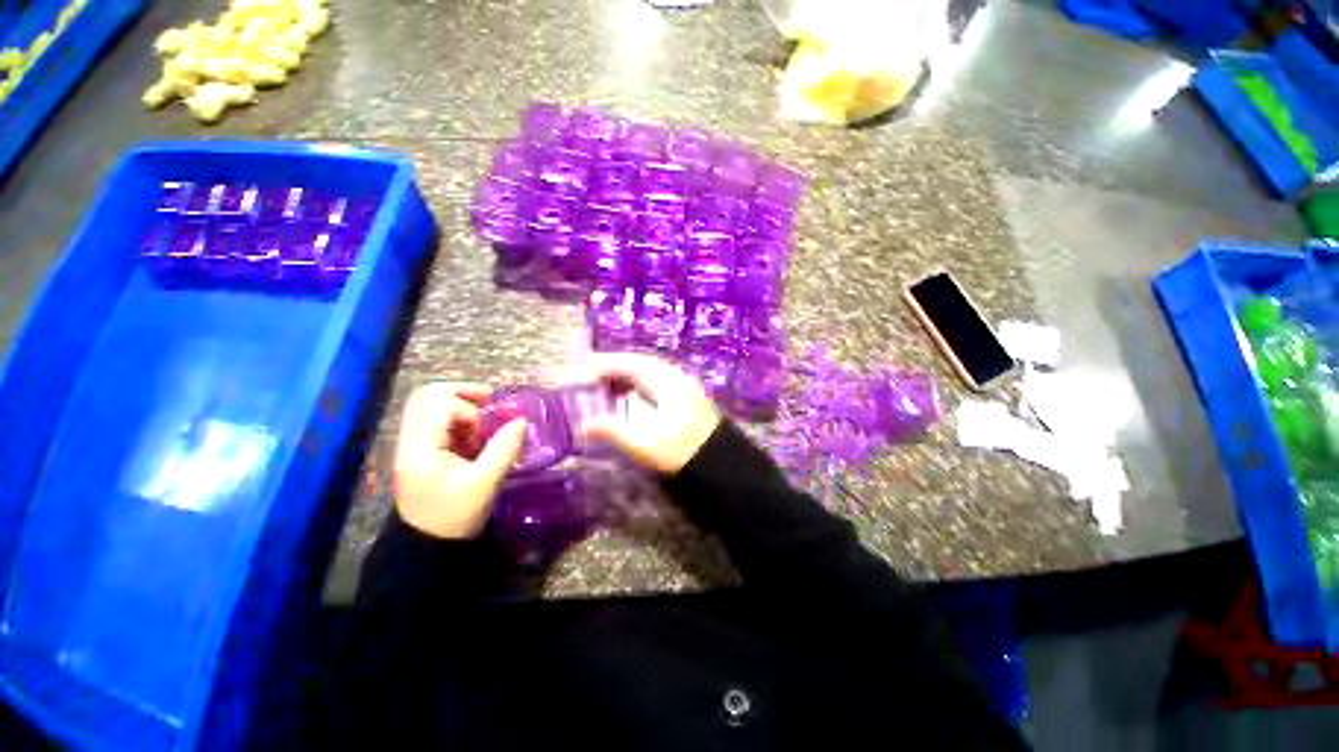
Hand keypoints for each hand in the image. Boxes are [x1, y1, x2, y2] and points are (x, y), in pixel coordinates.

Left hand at [393, 382, 527, 538]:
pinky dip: (458, 424)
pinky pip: (435, 424)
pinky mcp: (418, 454)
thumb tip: (522, 420)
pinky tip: (475, 441)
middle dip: (464, 395)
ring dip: (462, 411)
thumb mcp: (486, 484)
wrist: (427, 548)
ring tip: (483, 430)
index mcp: (420, 448)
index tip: (493, 414)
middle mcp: (410, 442)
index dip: (468, 401)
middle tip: (490, 404)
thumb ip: (505, 449)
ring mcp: (412, 447)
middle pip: (428, 397)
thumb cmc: (455, 517)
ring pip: (431, 409)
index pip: (437, 401)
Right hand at [581, 353, 721, 473]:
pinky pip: (656, 381)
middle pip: (639, 364)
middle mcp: (676, 376)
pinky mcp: (685, 395)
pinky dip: (638, 384)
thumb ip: (613, 431)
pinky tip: (628, 394)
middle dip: (613, 368)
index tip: (583, 367)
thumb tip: (583, 425)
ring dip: (625, 375)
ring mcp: (683, 384)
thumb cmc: (682, 452)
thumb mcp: (645, 444)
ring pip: (648, 372)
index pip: (631, 364)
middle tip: (589, 375)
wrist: (722, 464)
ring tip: (604, 385)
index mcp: (667, 382)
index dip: (605, 364)